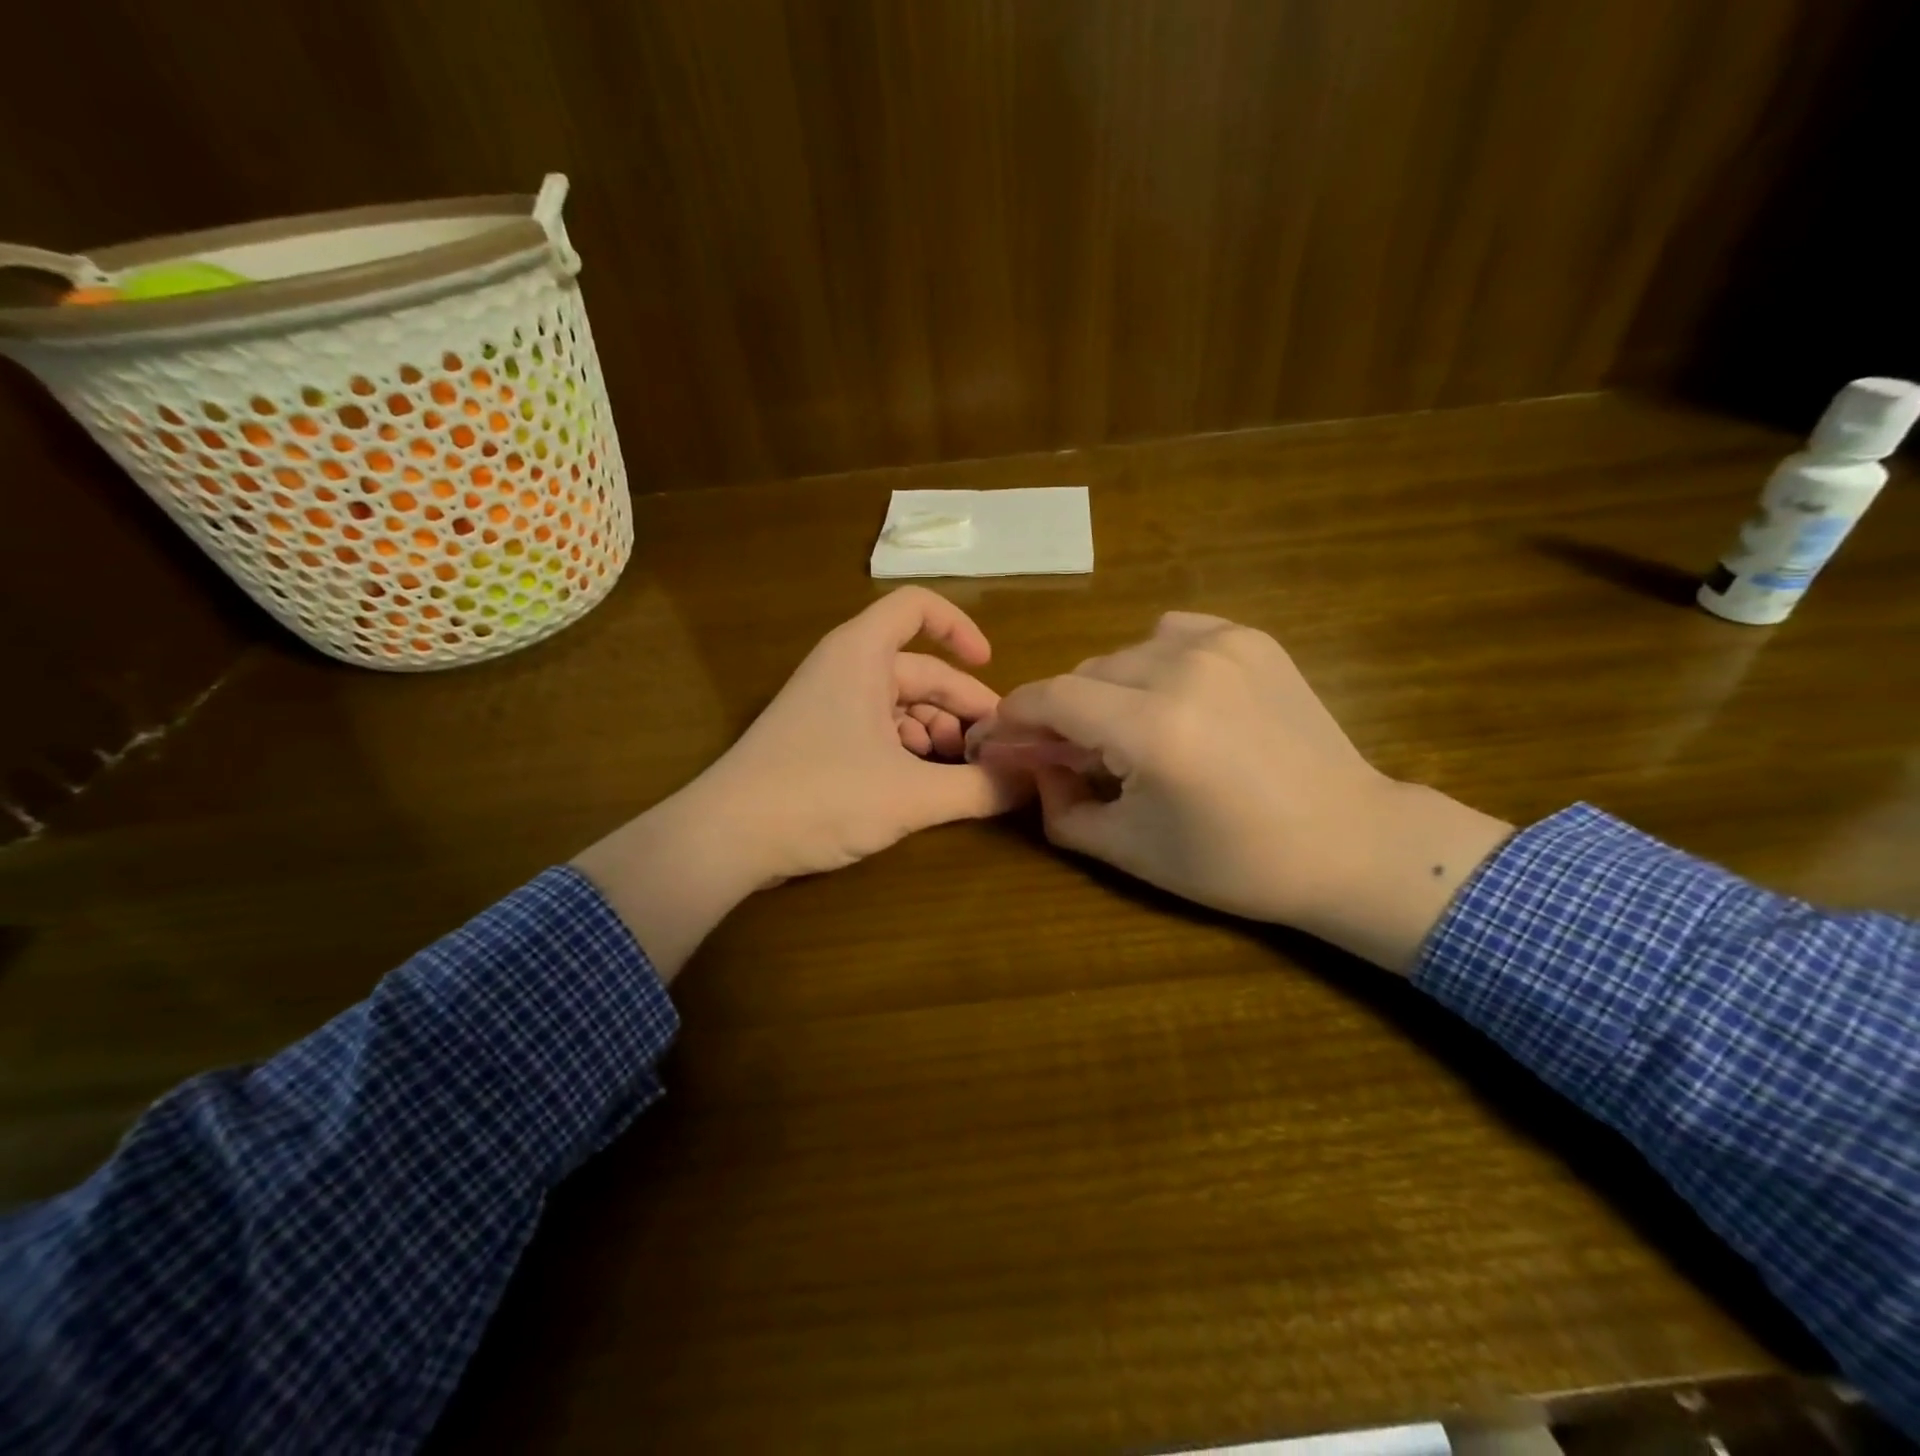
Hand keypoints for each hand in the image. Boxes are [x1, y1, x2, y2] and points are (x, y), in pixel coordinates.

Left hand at [575, 588, 1024, 976]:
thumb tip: (1033, 782)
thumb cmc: (821, 796)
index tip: (992, 668)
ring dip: (937, 735)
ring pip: (900, 705)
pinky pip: (877, 730)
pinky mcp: (818, 740)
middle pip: (920, 670)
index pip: (917, 607)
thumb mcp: (911, 795)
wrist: (726, 839)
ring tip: (963, 774)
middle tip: (996, 751)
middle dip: (961, 708)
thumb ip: (979, 788)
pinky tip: (925, 786)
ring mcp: (828, 704)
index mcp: (862, 654)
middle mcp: (844, 668)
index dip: (960, 628)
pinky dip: (908, 752)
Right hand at [980, 612, 1511, 971]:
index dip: (1015, 716)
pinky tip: (1171, 697)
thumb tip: (1033, 769)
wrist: (1350, 842)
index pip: (1052, 698)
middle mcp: (1183, 670)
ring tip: (1129, 732)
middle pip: (1085, 674)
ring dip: (1107, 691)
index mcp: (1154, 729)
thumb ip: (1060, 809)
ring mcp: (1223, 646)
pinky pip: (1172, 634)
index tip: (1000, 737)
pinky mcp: (1252, 639)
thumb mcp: (1131, 850)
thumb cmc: (1236, 863)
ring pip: (1124, 654)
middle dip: (1063, 713)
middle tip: (1070, 754)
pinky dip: (1152, 662)